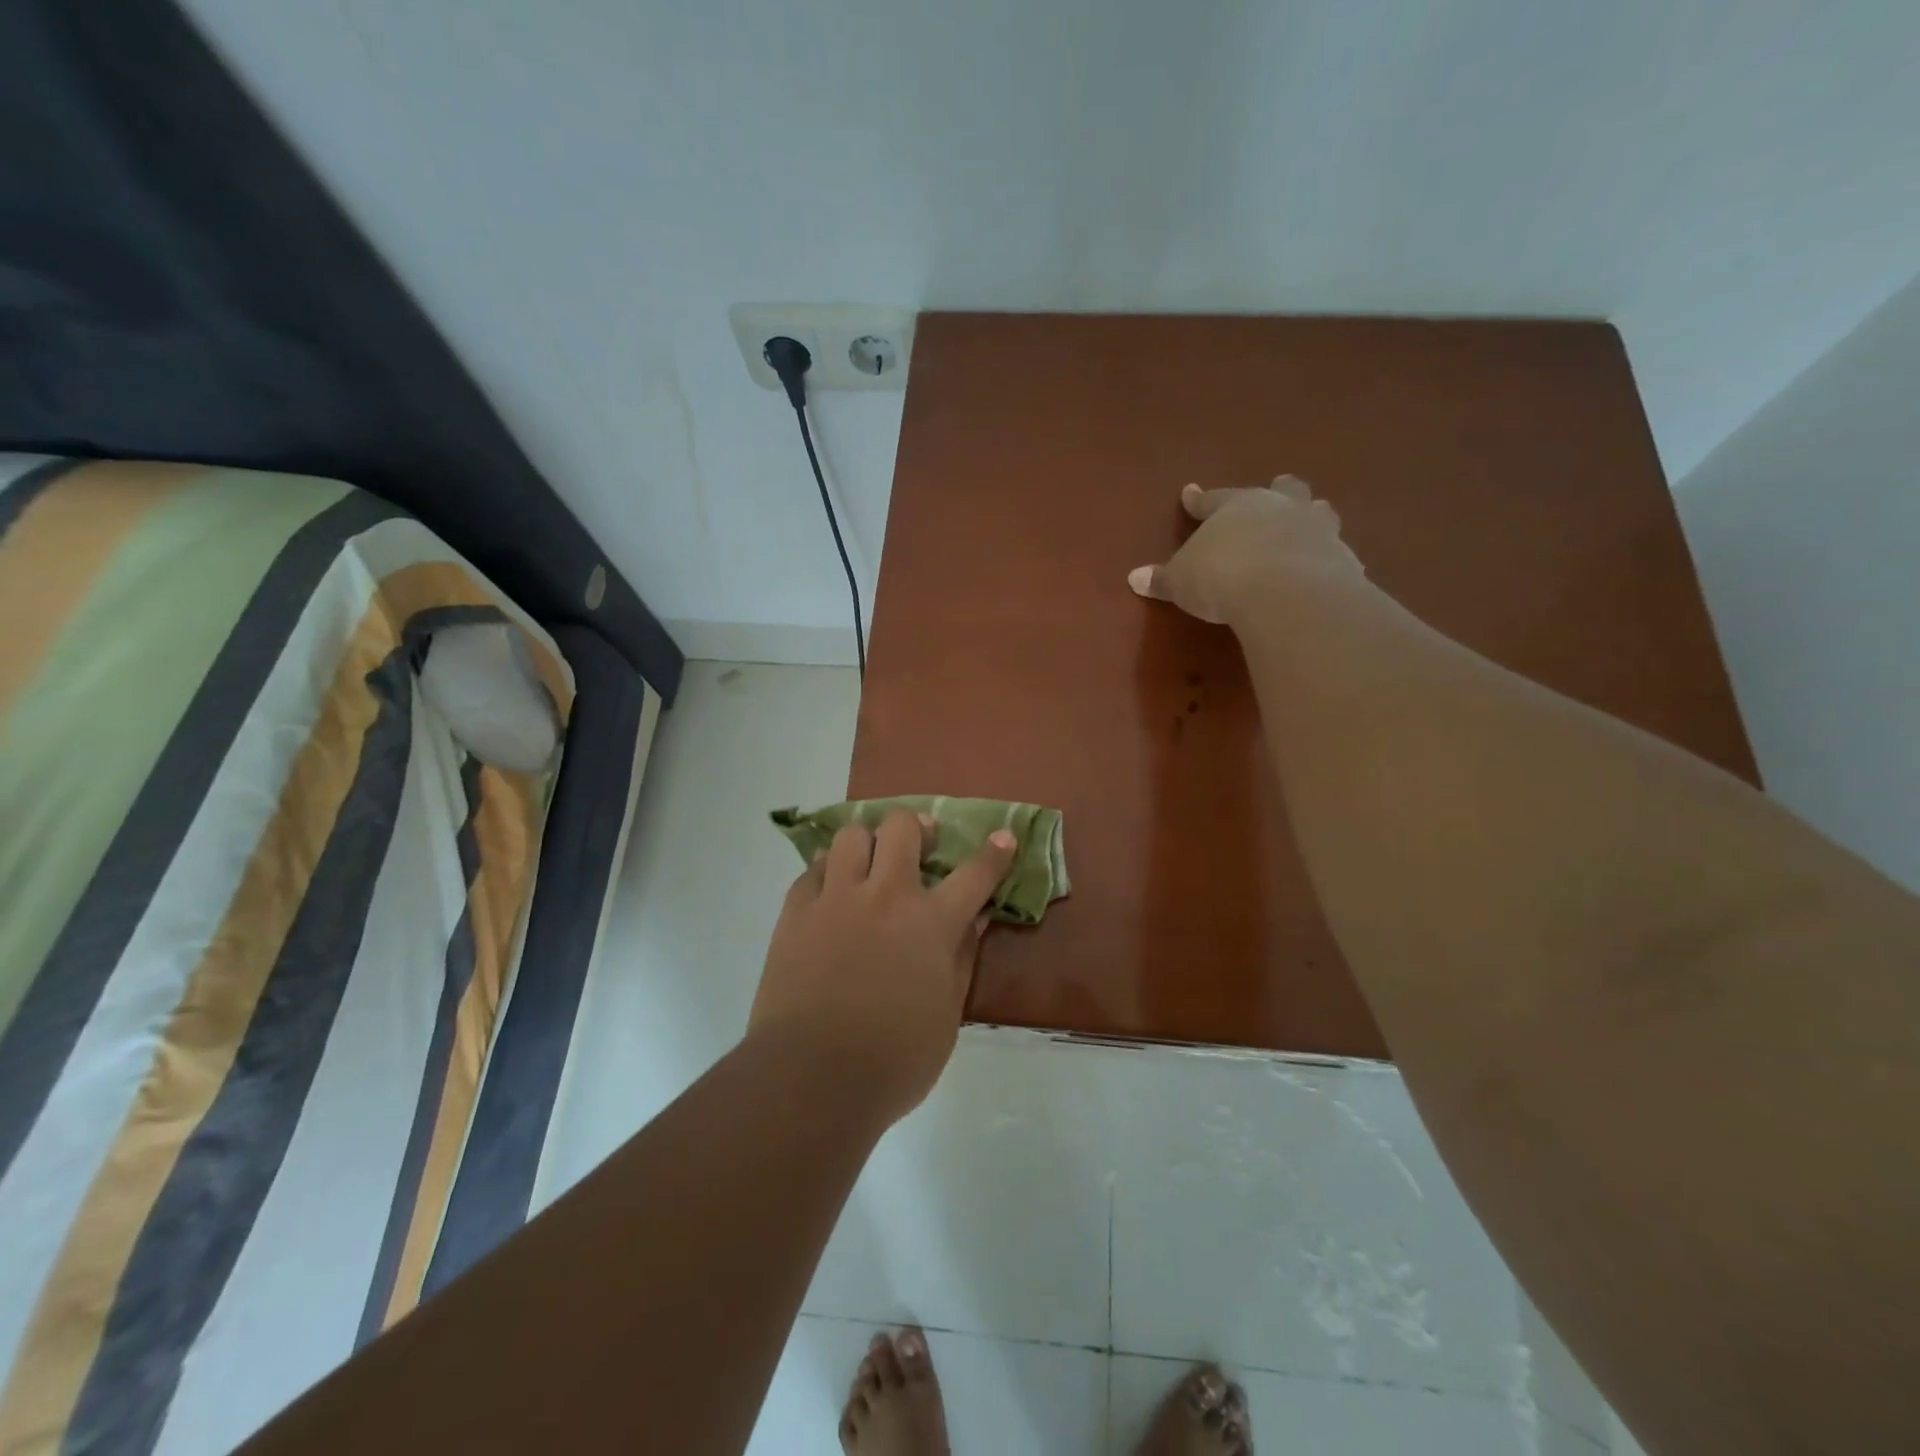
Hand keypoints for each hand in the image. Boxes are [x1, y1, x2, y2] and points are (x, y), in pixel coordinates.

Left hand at [749, 809, 1017, 1124]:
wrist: (811, 1077)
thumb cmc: (894, 1059)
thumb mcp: (947, 1013)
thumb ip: (962, 957)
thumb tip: (977, 919)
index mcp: (931, 922)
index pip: (975, 874)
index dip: (994, 853)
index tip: (1004, 836)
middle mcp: (886, 895)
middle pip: (902, 828)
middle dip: (917, 828)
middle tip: (919, 845)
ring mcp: (836, 898)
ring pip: (852, 835)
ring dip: (867, 843)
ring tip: (868, 866)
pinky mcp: (796, 911)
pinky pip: (814, 869)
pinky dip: (829, 872)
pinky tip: (832, 894)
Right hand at [1128, 476, 1363, 624]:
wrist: (1286, 593)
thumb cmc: (1222, 577)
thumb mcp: (1181, 581)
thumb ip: (1162, 579)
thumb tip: (1134, 577)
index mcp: (1236, 507)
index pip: (1211, 500)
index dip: (1198, 500)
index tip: (1190, 492)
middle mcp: (1279, 508)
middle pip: (1280, 491)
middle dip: (1276, 490)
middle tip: (1278, 484)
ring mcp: (1316, 529)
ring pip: (1315, 512)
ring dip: (1310, 514)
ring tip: (1311, 516)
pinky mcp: (1342, 557)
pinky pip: (1334, 552)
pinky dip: (1327, 556)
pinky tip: (1327, 566)